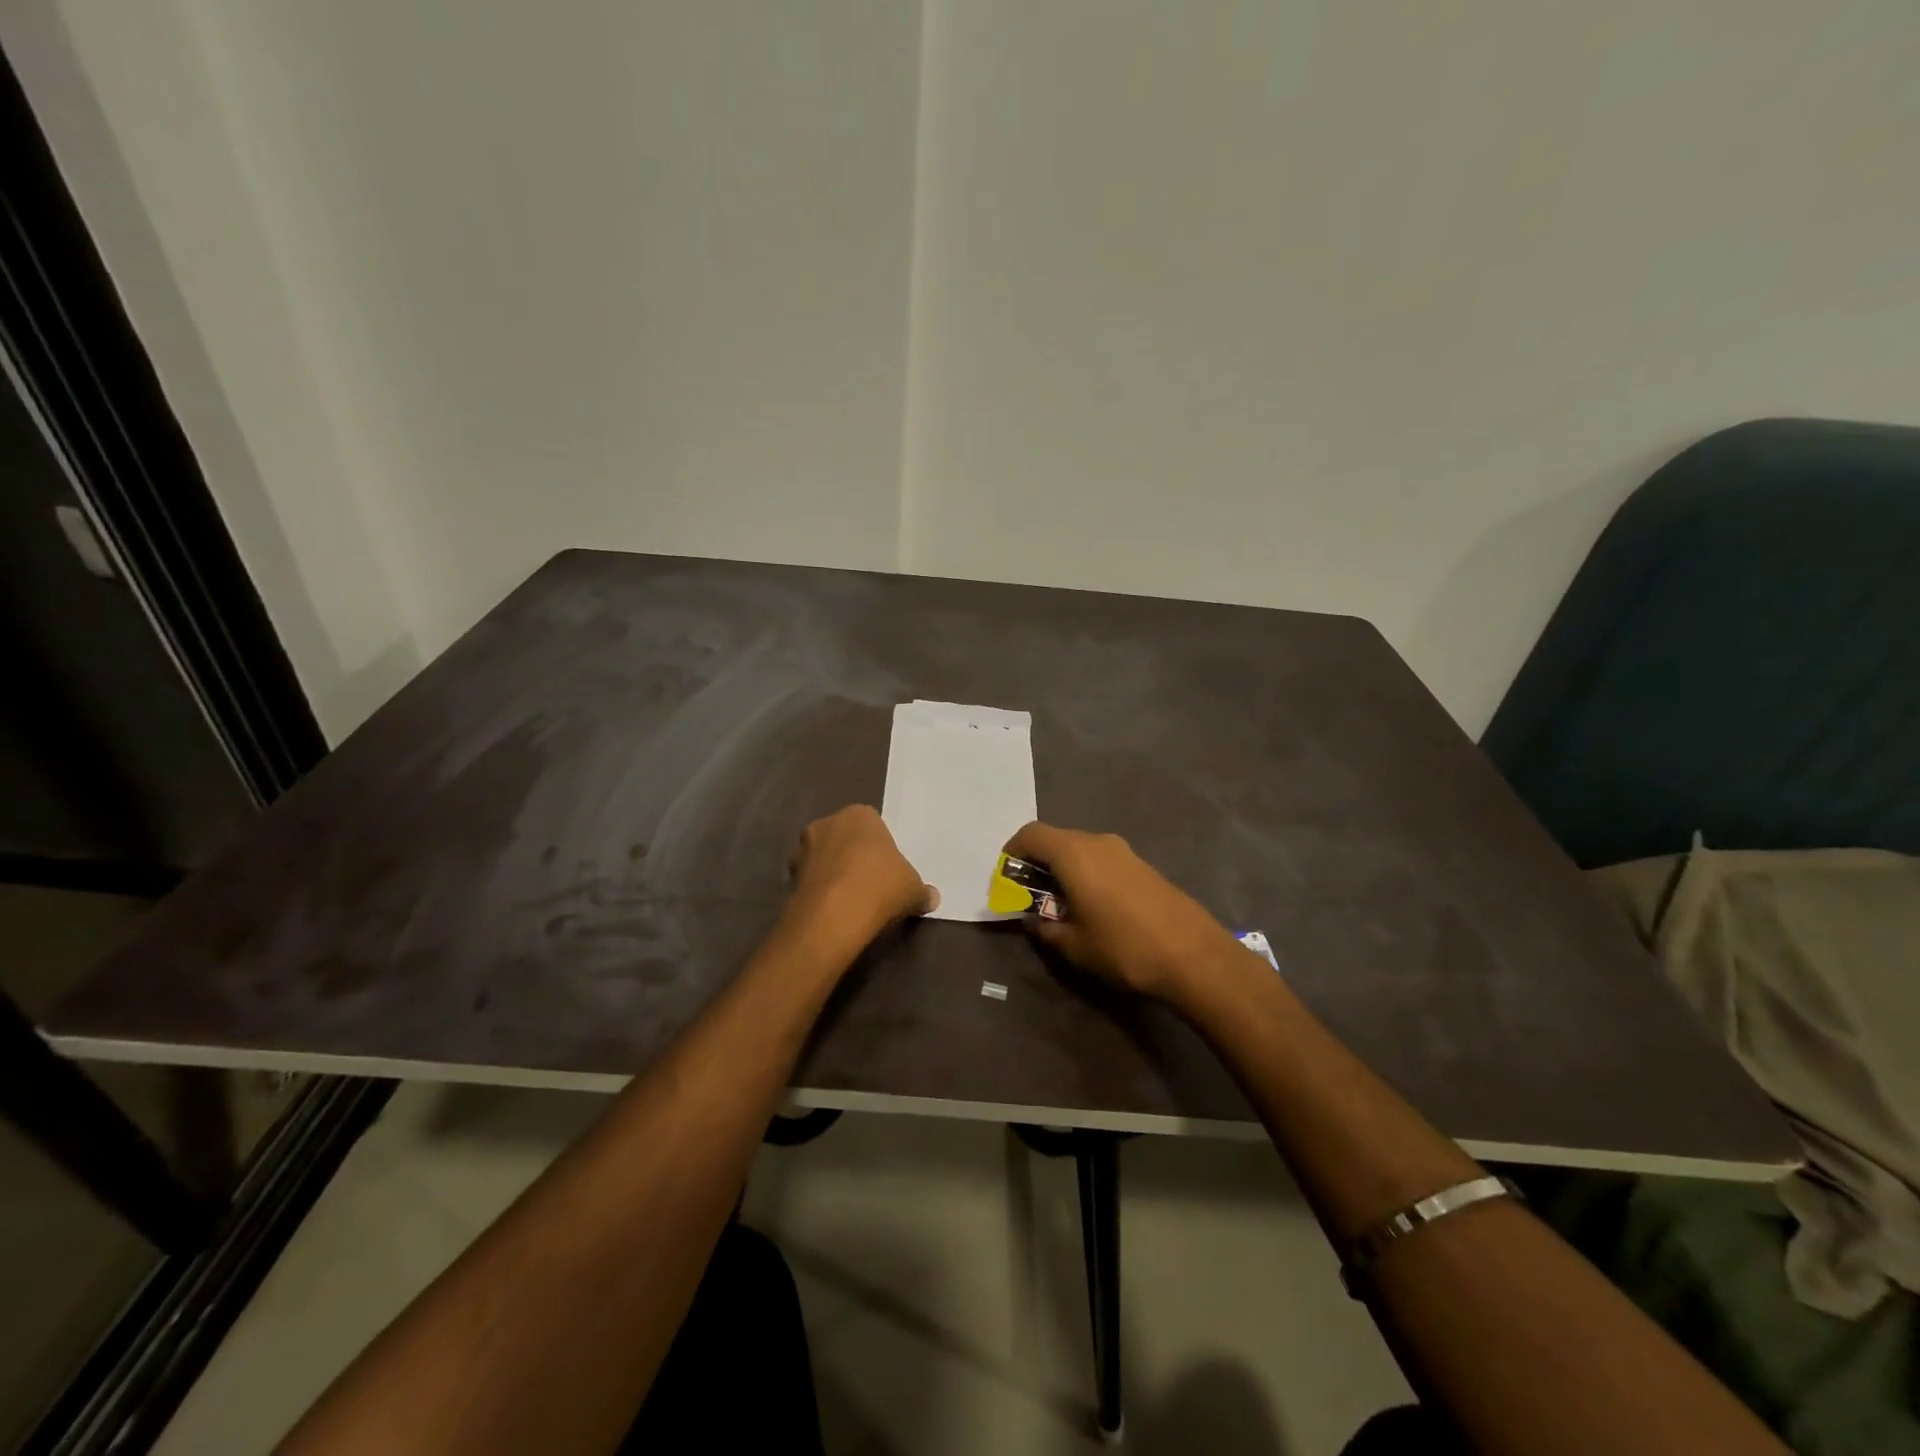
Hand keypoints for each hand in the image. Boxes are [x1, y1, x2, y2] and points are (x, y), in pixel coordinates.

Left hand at [786, 805, 936, 946]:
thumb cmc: (881, 886)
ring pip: (822, 858)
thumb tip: (931, 898)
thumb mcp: (913, 889)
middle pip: (843, 838)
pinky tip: (832, 911)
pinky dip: (818, 891)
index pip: (871, 824)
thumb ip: (921, 891)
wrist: (835, 914)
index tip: (886, 869)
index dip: (879, 847)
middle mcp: (827, 823)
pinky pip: (810, 880)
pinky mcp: (788, 876)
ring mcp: (803, 849)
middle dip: (851, 856)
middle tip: (868, 883)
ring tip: (848, 900)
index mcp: (859, 815)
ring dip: (831, 873)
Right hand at [1002, 822, 1243, 1004]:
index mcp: (1075, 854)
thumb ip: (1047, 929)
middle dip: (1037, 864)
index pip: (1032, 835)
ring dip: (1064, 870)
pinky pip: (1103, 861)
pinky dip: (1087, 875)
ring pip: (1081, 850)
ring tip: (1062, 906)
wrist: (1195, 956)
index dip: (1013, 852)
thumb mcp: (1075, 946)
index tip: (1006, 879)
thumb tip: (1035, 921)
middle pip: (1056, 840)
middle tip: (1030, 897)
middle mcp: (1098, 842)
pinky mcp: (1143, 866)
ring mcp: (1125, 852)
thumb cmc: (1124, 947)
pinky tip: (1093, 907)